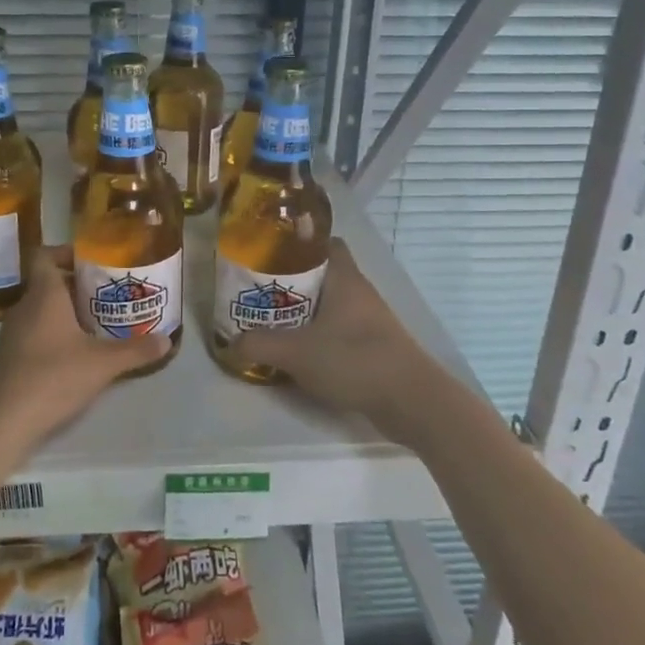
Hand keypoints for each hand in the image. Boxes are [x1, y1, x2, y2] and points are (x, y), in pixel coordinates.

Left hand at [0, 245, 168, 452]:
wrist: (1, 421)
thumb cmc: (52, 377)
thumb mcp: (102, 363)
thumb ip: (136, 350)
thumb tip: (167, 340)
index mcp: (44, 294)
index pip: (46, 255)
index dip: (66, 252)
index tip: (94, 261)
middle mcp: (25, 306)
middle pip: (49, 283)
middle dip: (79, 286)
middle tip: (110, 294)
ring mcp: (13, 332)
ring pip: (43, 309)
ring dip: (68, 312)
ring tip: (100, 322)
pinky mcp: (10, 356)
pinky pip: (36, 331)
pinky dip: (56, 334)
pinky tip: (77, 353)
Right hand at [229, 239, 448, 443]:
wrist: (412, 402)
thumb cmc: (354, 361)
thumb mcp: (296, 352)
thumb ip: (259, 344)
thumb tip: (232, 342)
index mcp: (344, 278)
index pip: (324, 242)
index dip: (298, 243)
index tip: (269, 252)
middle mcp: (359, 292)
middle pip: (322, 274)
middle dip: (291, 281)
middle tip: (259, 292)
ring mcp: (370, 321)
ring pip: (330, 304)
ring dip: (303, 312)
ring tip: (271, 322)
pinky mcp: (374, 347)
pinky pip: (339, 330)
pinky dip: (319, 336)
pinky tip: (299, 353)